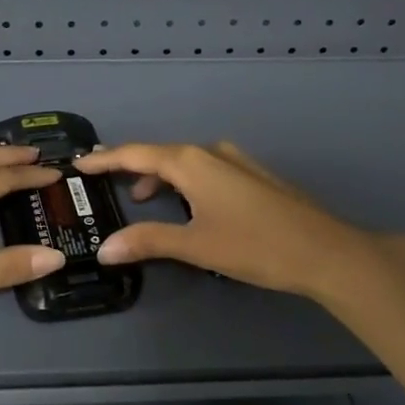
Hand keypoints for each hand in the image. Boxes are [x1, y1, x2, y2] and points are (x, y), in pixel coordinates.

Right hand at [76, 139, 404, 310]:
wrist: (325, 251)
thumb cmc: (255, 245)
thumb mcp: (196, 246)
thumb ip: (148, 242)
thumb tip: (105, 248)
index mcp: (192, 162)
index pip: (136, 153)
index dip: (105, 159)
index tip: (79, 163)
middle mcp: (211, 153)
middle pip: (161, 154)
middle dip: (131, 167)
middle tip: (105, 180)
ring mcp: (236, 162)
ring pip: (186, 163)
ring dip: (161, 178)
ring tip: (143, 199)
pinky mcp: (253, 177)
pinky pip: (206, 170)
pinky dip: (185, 183)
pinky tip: (188, 205)